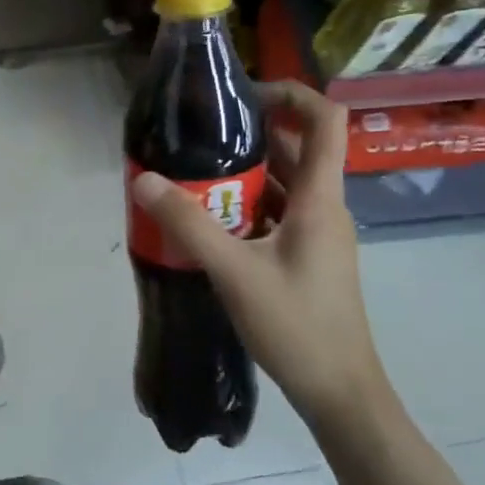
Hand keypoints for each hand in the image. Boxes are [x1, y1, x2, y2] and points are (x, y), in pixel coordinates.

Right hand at [129, 80, 387, 426]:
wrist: (339, 391)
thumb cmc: (296, 325)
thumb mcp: (234, 272)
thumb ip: (189, 224)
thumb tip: (145, 180)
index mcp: (321, 199)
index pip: (326, 121)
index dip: (293, 94)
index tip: (244, 94)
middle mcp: (325, 208)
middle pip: (298, 150)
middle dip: (252, 135)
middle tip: (200, 135)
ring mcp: (318, 235)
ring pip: (285, 185)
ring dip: (246, 174)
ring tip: (194, 173)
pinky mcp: (306, 258)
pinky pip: (278, 215)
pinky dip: (247, 207)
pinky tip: (208, 221)